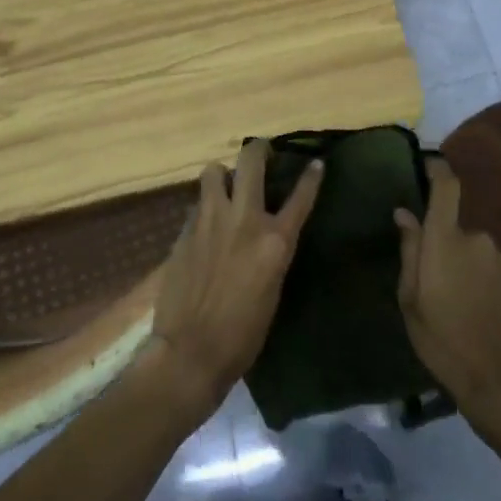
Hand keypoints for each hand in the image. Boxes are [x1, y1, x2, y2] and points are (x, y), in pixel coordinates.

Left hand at [147, 140, 322, 414]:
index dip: (311, 177)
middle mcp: (244, 220)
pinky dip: (205, 207)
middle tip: (262, 153)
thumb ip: (270, 252)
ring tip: (225, 186)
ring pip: (214, 171)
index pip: (300, 197)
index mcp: (275, 241)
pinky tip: (206, 223)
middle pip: (251, 161)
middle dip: (258, 150)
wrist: (192, 350)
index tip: (315, 162)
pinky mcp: (185, 230)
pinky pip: (198, 204)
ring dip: (222, 174)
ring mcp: (210, 220)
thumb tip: (265, 232)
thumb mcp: (273, 289)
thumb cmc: (243, 334)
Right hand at [395, 158, 500, 421]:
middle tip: (430, 282)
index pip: (446, 187)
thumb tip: (404, 214)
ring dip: (462, 267)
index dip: (437, 169)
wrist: (500, 381)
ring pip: (473, 252)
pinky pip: (490, 271)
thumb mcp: (410, 298)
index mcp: (446, 239)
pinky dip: (480, 283)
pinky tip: (475, 314)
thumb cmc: (442, 339)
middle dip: (443, 246)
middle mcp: (477, 240)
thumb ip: (409, 250)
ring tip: (454, 305)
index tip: (427, 164)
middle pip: (455, 229)